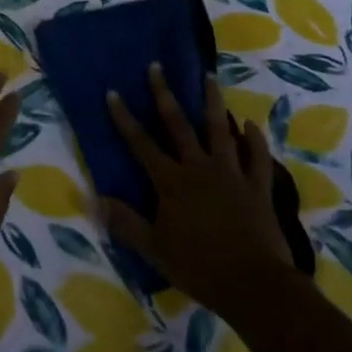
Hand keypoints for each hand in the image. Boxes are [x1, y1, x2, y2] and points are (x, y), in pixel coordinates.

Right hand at [103, 64, 297, 312]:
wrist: (254, 285)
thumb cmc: (199, 267)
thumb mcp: (154, 249)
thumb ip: (124, 222)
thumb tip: (93, 198)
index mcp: (171, 182)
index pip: (141, 143)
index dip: (124, 118)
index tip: (113, 92)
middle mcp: (199, 168)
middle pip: (179, 125)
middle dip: (165, 94)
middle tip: (157, 66)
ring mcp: (231, 174)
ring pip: (220, 130)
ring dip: (213, 102)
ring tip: (208, 77)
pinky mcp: (258, 188)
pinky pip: (258, 158)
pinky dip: (255, 140)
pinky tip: (251, 124)